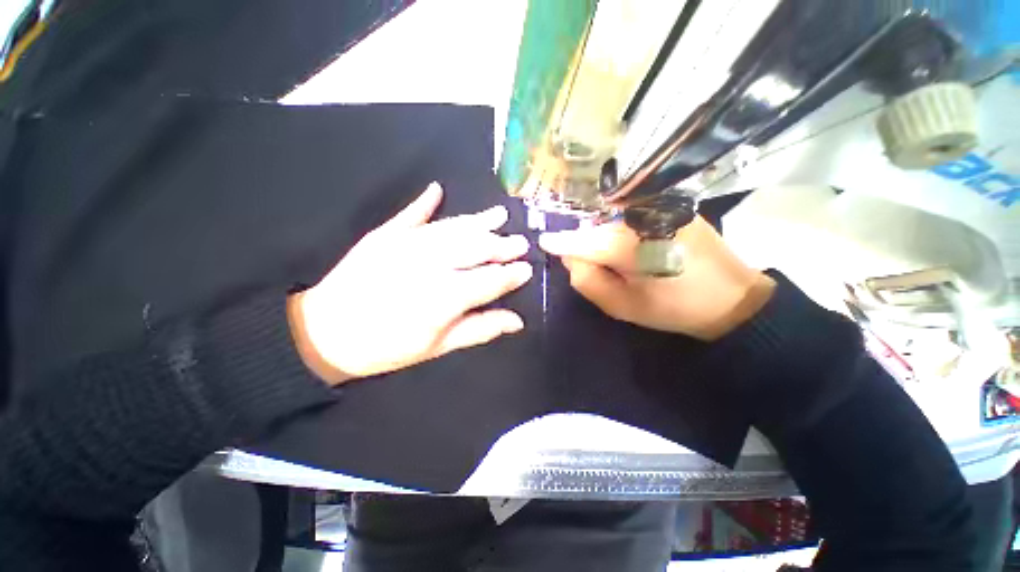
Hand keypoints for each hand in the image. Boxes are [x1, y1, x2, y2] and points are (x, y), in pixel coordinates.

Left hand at [288, 183, 531, 384]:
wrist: (326, 333)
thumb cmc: (387, 347)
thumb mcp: (438, 347)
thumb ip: (480, 328)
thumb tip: (517, 321)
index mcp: (445, 297)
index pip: (490, 279)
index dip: (511, 275)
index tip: (527, 269)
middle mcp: (430, 264)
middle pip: (476, 248)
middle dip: (502, 244)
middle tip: (521, 241)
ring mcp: (406, 244)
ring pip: (453, 228)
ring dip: (478, 221)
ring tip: (499, 214)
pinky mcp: (384, 234)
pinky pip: (410, 213)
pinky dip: (425, 201)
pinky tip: (437, 189)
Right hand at [538, 217, 774, 340]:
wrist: (731, 298)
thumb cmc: (674, 308)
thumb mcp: (622, 306)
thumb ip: (588, 281)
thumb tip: (571, 258)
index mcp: (631, 245)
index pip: (583, 240)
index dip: (561, 241)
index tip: (544, 242)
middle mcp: (644, 216)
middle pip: (597, 226)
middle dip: (586, 242)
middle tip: (592, 262)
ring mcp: (662, 206)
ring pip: (613, 218)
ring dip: (604, 234)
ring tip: (615, 256)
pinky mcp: (674, 205)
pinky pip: (632, 214)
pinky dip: (621, 226)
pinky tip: (631, 243)